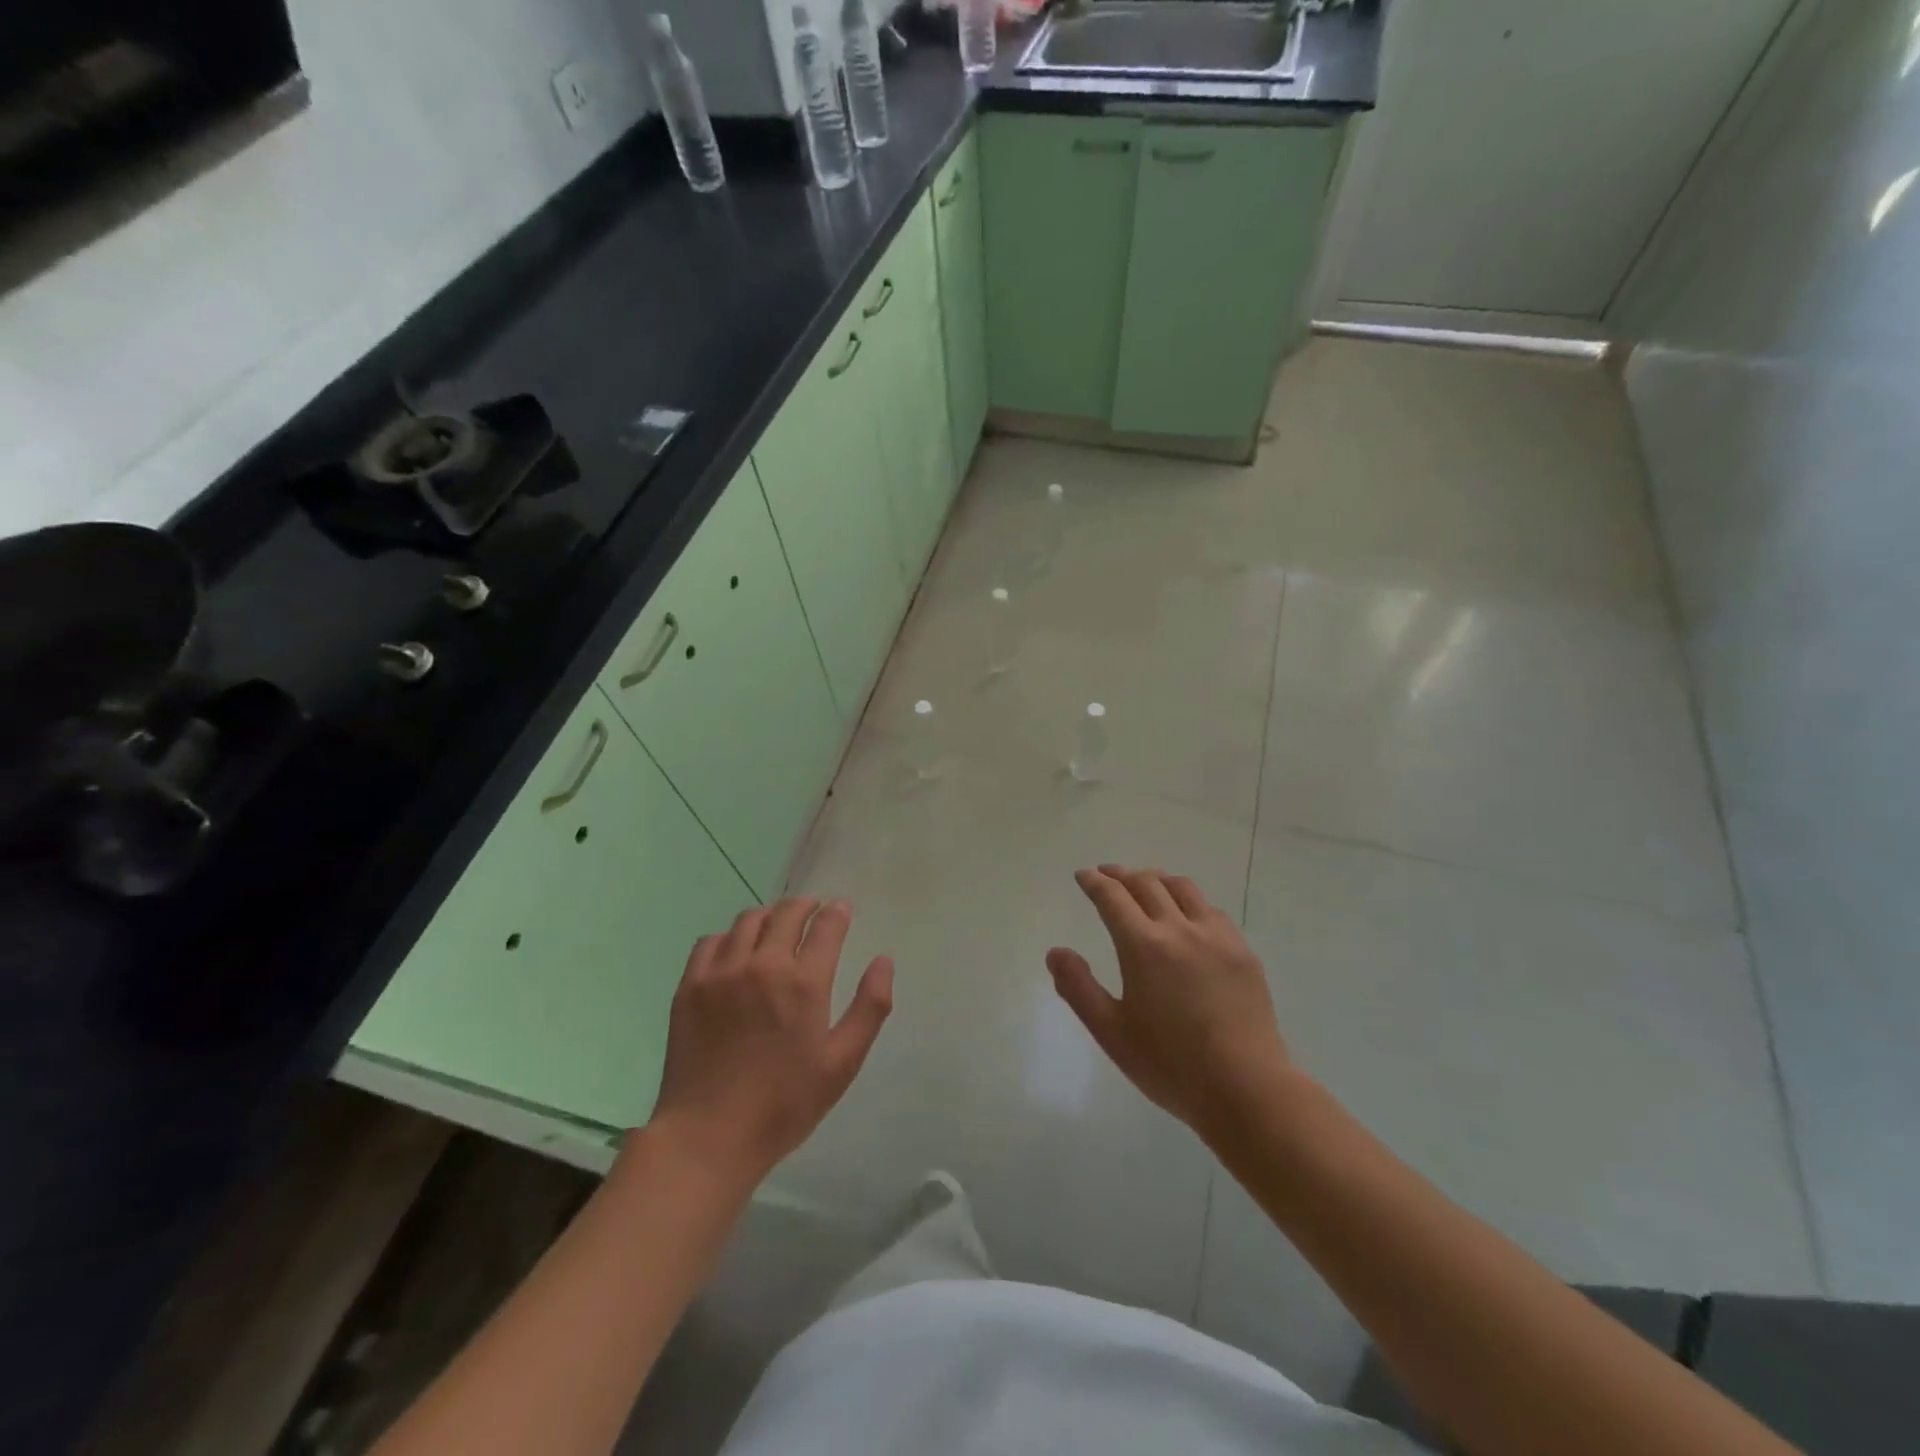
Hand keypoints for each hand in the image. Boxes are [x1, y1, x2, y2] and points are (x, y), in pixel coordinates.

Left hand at [647, 898, 893, 1182]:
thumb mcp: (842, 1063)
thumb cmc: (784, 1104)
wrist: (708, 1136)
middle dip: (805, 906)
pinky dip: (730, 937)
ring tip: (776, 927)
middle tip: (813, 910)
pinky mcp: (690, 986)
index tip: (842, 909)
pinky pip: (711, 941)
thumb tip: (884, 961)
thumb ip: (870, 1008)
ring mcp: (722, 972)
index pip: (826, 927)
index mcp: (804, 983)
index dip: (837, 913)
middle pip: (787, 913)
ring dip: (769, 916)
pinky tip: (735, 952)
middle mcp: (763, 965)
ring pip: (748, 920)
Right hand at [1047, 866, 1288, 1141]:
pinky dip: (1189, 900)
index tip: (1083, 876)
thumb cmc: (1171, 1065)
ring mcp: (1216, 937)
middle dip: (1122, 875)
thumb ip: (1078, 988)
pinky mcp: (1242, 951)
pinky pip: (1211, 910)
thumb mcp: (1111, 1032)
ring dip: (1157, 879)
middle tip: (1107, 876)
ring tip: (1145, 884)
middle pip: (1147, 883)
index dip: (1094, 882)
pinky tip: (1187, 915)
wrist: (1247, 1089)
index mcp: (1144, 946)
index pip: (1112, 897)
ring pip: (1183, 888)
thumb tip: (1055, 952)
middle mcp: (1180, 929)